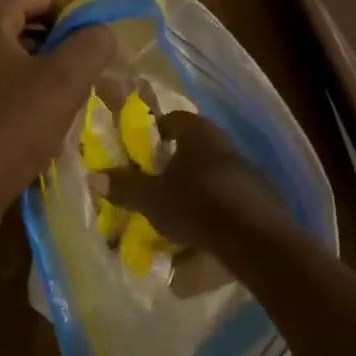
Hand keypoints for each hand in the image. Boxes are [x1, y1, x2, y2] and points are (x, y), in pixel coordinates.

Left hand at [0, 0, 113, 247]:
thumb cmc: (6, 131)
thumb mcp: (62, 83)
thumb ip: (91, 45)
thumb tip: (100, 32)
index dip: (77, 15)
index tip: (94, 52)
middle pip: (27, 25)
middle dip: (62, 49)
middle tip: (87, 82)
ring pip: (13, 62)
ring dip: (46, 79)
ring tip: (67, 110)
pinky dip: (23, 101)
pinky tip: (39, 132)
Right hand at [94, 111, 284, 253]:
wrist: (254, 237)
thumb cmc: (196, 205)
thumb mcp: (152, 199)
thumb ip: (125, 186)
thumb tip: (93, 175)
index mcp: (198, 133)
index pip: (173, 119)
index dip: (155, 131)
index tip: (140, 151)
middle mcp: (225, 143)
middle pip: (193, 146)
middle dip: (173, 163)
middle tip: (154, 182)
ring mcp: (247, 169)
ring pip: (211, 172)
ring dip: (194, 186)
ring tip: (175, 210)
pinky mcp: (261, 195)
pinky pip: (228, 196)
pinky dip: (213, 207)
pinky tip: (202, 229)